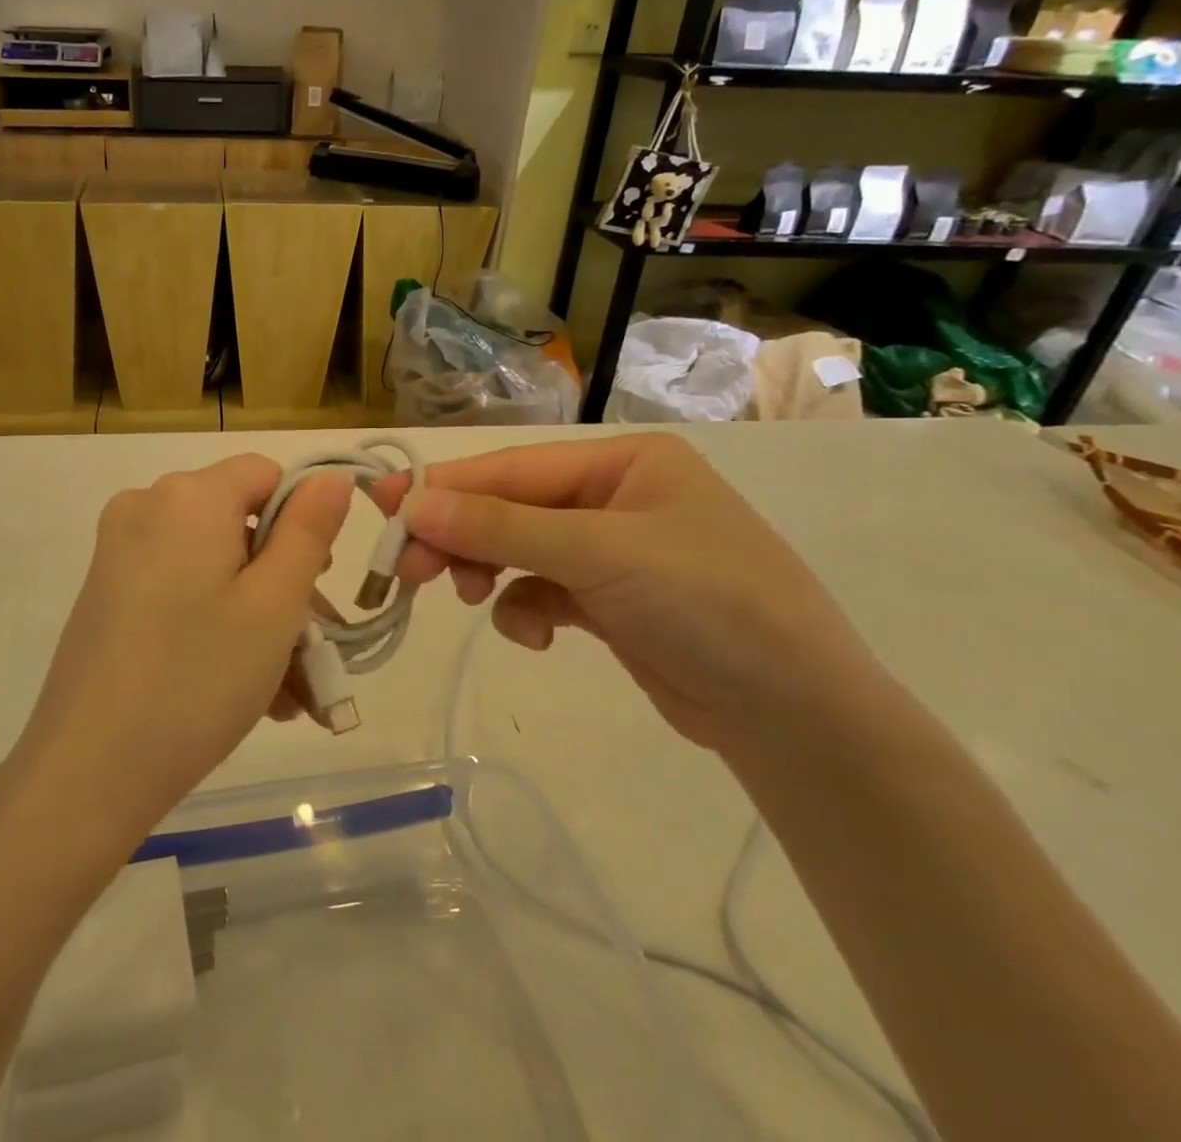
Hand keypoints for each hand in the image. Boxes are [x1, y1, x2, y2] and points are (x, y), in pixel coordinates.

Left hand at [12, 455, 351, 841]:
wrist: (87, 772)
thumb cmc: (197, 678)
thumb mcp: (274, 604)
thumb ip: (309, 530)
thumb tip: (330, 477)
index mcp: (188, 496)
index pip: (265, 475)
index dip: (302, 522)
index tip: (315, 587)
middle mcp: (146, 507)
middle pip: (239, 526)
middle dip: (284, 585)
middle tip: (312, 653)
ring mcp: (119, 552)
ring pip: (213, 568)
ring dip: (257, 619)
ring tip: (288, 695)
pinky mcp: (106, 593)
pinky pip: (180, 592)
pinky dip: (215, 625)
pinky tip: (244, 692)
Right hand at [373, 434, 876, 751]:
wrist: (796, 718)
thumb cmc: (706, 604)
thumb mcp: (598, 553)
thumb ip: (500, 527)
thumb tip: (414, 502)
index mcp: (622, 462)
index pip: (512, 469)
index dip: (445, 487)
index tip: (383, 504)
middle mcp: (614, 497)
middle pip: (509, 508)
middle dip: (459, 535)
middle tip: (405, 568)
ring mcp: (612, 551)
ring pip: (518, 550)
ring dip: (488, 572)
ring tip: (468, 597)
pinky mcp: (608, 602)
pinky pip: (541, 591)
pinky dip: (526, 610)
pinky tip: (536, 636)